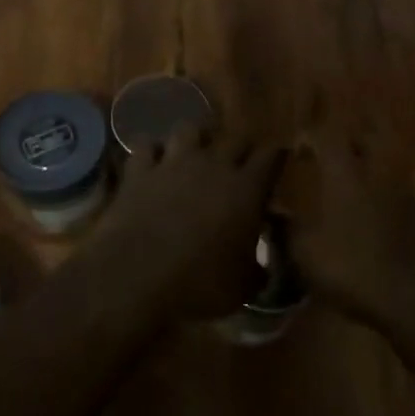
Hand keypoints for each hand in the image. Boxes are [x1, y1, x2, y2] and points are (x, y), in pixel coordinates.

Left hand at [78, 126, 282, 324]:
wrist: (137, 279)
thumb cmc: (200, 285)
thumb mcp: (243, 286)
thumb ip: (257, 269)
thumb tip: (262, 267)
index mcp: (247, 189)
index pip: (271, 156)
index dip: (276, 157)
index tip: (277, 162)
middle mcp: (213, 165)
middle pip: (235, 138)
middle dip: (241, 148)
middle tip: (240, 163)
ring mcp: (173, 163)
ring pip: (189, 129)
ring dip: (195, 139)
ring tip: (194, 153)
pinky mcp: (138, 171)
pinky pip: (144, 145)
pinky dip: (150, 152)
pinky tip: (151, 162)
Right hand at [274, 137, 414, 339]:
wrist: (412, 298)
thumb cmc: (350, 268)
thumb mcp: (304, 255)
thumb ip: (286, 231)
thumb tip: (274, 217)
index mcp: (345, 176)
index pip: (326, 138)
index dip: (310, 137)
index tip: (298, 149)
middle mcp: (378, 175)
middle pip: (365, 141)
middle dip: (348, 144)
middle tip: (331, 160)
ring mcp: (406, 196)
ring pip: (386, 170)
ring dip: (369, 175)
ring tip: (353, 196)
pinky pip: (400, 201)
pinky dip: (386, 204)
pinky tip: (377, 227)